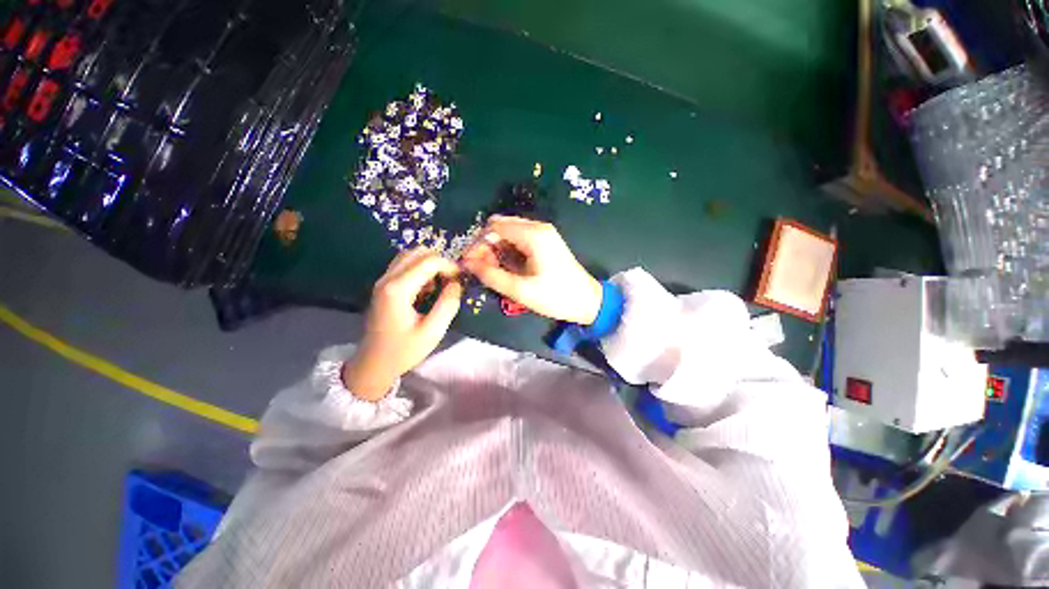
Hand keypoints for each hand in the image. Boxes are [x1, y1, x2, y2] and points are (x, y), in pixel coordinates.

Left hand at [342, 248, 462, 399]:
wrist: (374, 363)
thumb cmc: (404, 350)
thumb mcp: (433, 331)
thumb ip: (448, 304)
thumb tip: (456, 284)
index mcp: (398, 289)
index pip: (428, 261)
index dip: (449, 266)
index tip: (461, 280)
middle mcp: (387, 278)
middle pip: (417, 252)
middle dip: (439, 261)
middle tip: (451, 280)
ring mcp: (382, 281)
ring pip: (409, 256)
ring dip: (429, 264)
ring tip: (439, 284)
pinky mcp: (383, 286)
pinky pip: (404, 265)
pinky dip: (420, 270)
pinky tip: (426, 289)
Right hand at [462, 216, 601, 323]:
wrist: (587, 301)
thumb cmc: (555, 297)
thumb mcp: (520, 290)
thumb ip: (491, 275)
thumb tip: (468, 263)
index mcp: (533, 235)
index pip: (494, 227)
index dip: (477, 243)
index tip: (469, 263)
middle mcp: (538, 228)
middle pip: (501, 226)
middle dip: (486, 245)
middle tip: (481, 268)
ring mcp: (544, 233)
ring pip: (509, 232)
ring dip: (497, 248)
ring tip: (493, 271)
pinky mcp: (546, 241)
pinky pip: (519, 239)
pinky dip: (509, 250)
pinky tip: (507, 267)